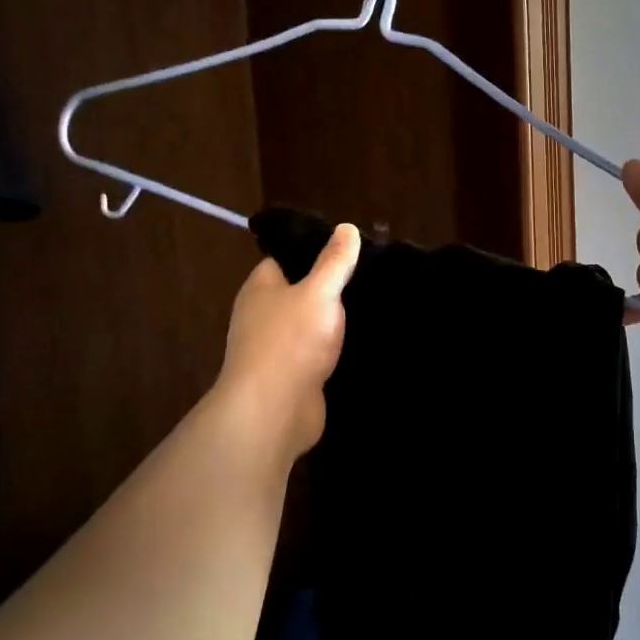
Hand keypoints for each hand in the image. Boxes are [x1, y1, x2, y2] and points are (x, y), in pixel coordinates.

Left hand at [214, 224, 361, 467]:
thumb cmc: (290, 342)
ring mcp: (278, 349)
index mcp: (261, 288)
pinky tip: (367, 343)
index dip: (316, 250)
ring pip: (313, 325)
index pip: (286, 258)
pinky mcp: (294, 377)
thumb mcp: (319, 292)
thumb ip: (334, 262)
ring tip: (377, 306)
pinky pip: (319, 354)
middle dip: (332, 287)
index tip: (350, 247)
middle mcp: (264, 315)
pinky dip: (338, 350)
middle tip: (372, 275)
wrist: (274, 412)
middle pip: (301, 292)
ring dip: (337, 322)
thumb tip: (346, 228)